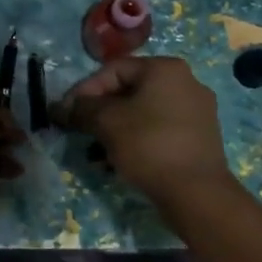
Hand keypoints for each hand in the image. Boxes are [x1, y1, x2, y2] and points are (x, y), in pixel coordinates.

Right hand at [58, 56, 231, 206]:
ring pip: (144, 112)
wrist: (196, 192)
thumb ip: (81, 110)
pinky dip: (138, 138)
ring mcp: (198, 110)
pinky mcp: (201, 136)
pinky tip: (122, 159)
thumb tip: (60, 108)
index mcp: (165, 69)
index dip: (84, 90)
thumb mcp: (107, 123)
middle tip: (81, 131)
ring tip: (98, 150)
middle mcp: (186, 81)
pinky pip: (160, 129)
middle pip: (130, 90)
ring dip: (117, 127)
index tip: (66, 113)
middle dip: (100, 111)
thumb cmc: (149, 145)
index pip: (113, 70)